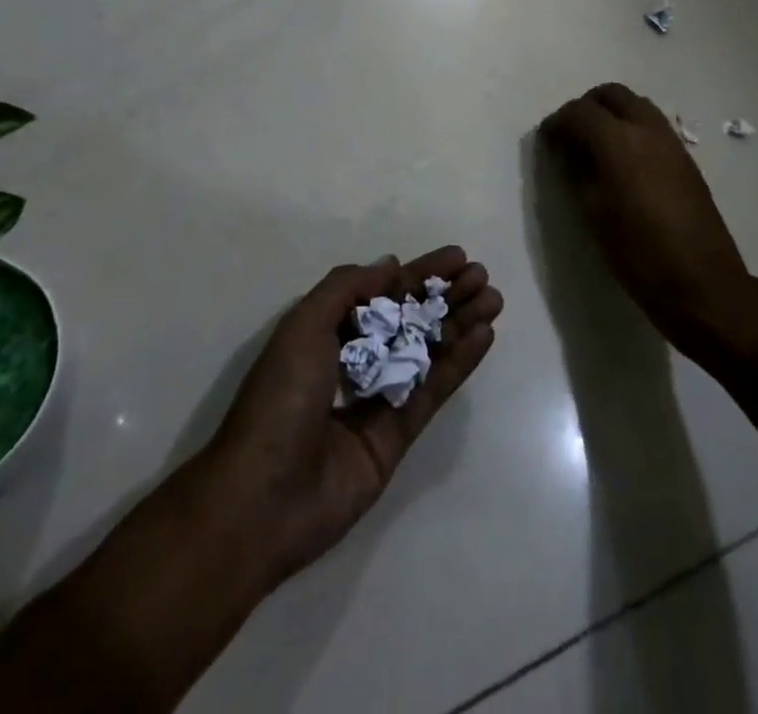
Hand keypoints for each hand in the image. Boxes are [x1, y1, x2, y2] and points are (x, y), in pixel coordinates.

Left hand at [204, 248, 502, 590]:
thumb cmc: (280, 399)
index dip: (419, 274)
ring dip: (460, 323)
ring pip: (427, 351)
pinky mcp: (397, 434)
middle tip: (481, 276)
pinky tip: (484, 336)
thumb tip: (391, 266)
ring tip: (493, 299)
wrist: (264, 499)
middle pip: (410, 319)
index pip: (382, 294)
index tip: (455, 257)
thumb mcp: (303, 326)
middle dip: (445, 296)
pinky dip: (459, 362)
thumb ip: (347, 288)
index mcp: (327, 333)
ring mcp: (378, 399)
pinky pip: (433, 390)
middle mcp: (355, 361)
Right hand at [539, 83, 752, 354]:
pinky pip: (653, 125)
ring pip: (636, 105)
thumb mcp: (594, 214)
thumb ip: (576, 173)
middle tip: (571, 136)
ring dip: (612, 114)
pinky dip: (632, 128)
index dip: (557, 123)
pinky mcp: (686, 158)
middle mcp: (647, 130)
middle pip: (612, 94)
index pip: (579, 112)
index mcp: (619, 142)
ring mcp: (671, 142)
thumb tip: (565, 151)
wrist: (702, 283)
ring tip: (595, 148)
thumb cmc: (639, 254)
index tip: (546, 142)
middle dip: (586, 107)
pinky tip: (623, 163)